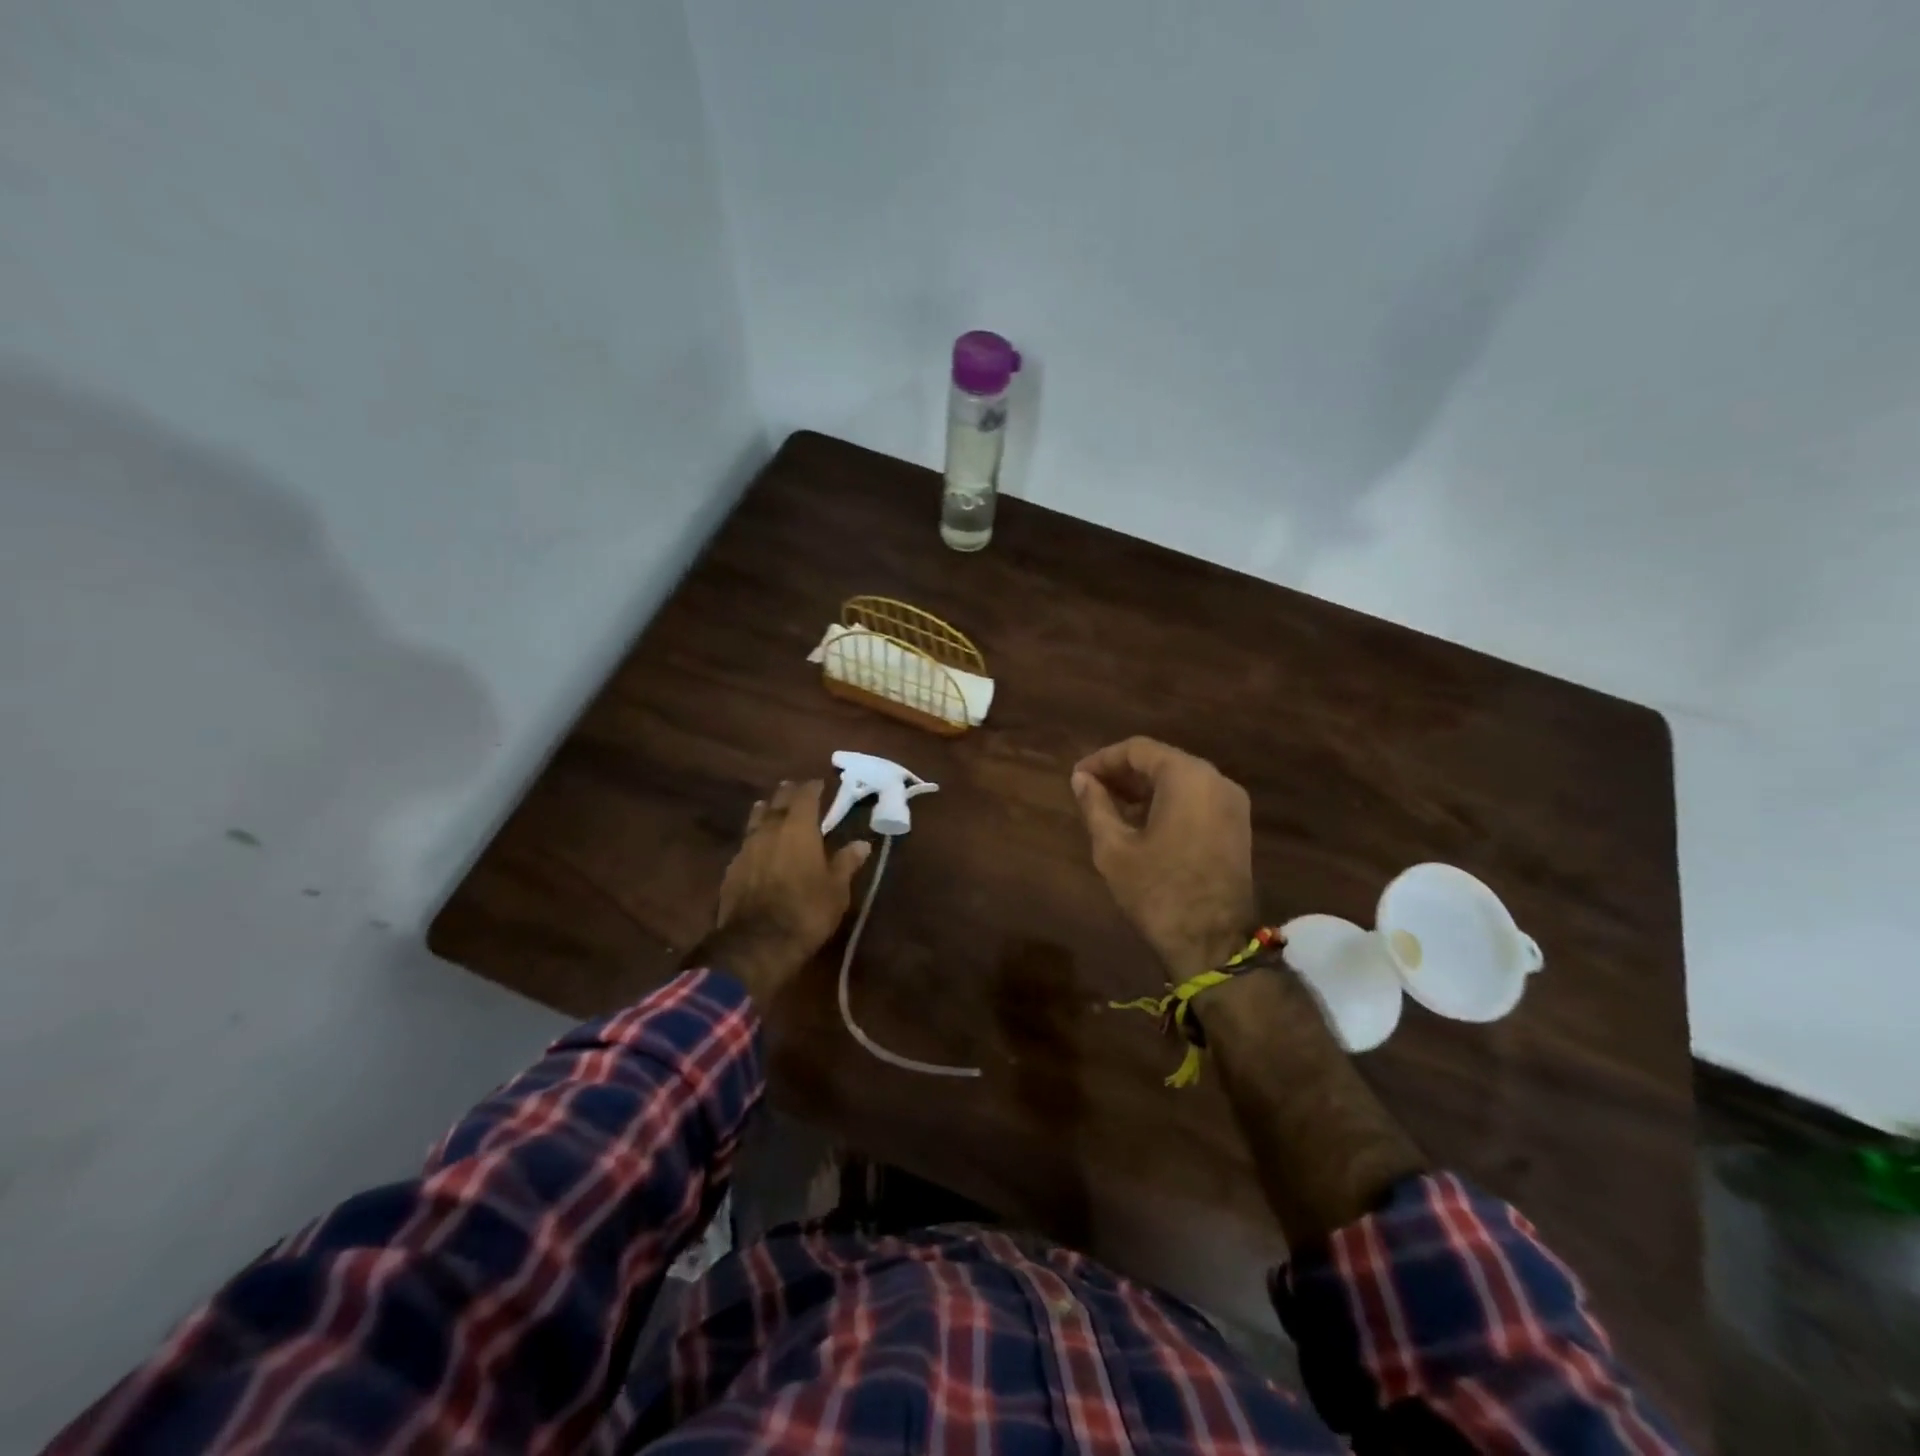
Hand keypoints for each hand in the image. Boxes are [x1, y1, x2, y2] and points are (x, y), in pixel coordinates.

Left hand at [704, 780, 871, 1007]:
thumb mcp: (837, 889)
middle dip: (787, 793)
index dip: (813, 788)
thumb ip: (846, 862)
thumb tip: (862, 843)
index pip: (806, 796)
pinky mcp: (731, 869)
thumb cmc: (806, 911)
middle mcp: (770, 830)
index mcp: (799, 828)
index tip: (821, 783)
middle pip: (777, 802)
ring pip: (756, 820)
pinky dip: (754, 839)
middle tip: (794, 788)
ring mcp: (746, 848)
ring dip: (765, 811)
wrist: (757, 943)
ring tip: (770, 808)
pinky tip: (757, 847)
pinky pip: (745, 844)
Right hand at [1071, 737, 1258, 977]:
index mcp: (1187, 777)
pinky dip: (1167, 802)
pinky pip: (1197, 800)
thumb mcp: (1114, 847)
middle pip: (1162, 761)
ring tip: (1110, 807)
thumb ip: (1095, 805)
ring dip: (1145, 789)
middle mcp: (1216, 780)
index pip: (1138, 750)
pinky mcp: (1237, 828)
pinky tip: (1140, 822)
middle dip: (1124, 773)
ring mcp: (1232, 804)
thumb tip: (1081, 779)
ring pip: (1181, 780)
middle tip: (1090, 790)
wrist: (1212, 943)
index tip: (1078, 777)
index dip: (1103, 760)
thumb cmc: (1157, 891)